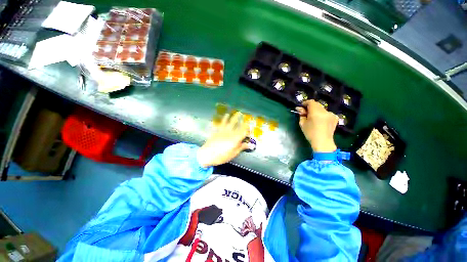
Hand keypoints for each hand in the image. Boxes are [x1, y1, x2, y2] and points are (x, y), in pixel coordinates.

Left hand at [197, 112, 252, 167]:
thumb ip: (242, 147)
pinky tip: (225, 116)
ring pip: (230, 122)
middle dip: (241, 120)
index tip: (250, 127)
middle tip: (244, 115)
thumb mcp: (233, 153)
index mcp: (235, 139)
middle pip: (237, 125)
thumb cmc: (222, 156)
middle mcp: (230, 133)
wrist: (207, 154)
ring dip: (233, 117)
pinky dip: (224, 119)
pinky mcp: (217, 131)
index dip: (248, 129)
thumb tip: (251, 145)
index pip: (244, 132)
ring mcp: (223, 131)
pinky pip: (221, 123)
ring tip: (236, 112)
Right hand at [296, 100, 337, 152]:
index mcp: (316, 112)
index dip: (305, 103)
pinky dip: (322, 115)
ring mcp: (331, 114)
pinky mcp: (335, 117)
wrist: (323, 142)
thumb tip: (300, 109)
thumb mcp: (302, 124)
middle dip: (310, 107)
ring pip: (321, 109)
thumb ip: (302, 114)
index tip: (302, 107)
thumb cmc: (310, 133)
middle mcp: (325, 111)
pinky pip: (326, 113)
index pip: (311, 102)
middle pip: (317, 105)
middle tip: (306, 113)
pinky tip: (320, 121)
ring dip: (316, 111)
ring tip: (313, 118)